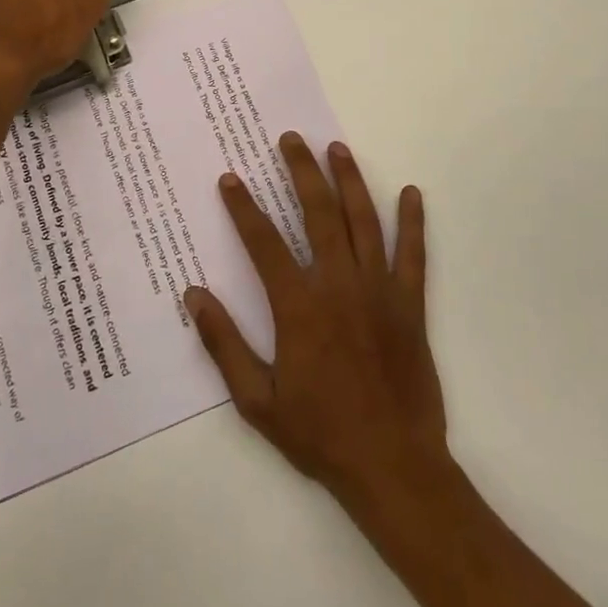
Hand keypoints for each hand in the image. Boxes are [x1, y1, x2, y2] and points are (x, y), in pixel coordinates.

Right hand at [184, 133, 447, 512]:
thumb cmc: (319, 433)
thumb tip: (194, 295)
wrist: (392, 467)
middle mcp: (339, 286)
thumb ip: (224, 344)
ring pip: (363, 222)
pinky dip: (412, 222)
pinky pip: (413, 255)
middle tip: (291, 139)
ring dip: (349, 181)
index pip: (264, 243)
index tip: (230, 179)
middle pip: (318, 214)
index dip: (244, 207)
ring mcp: (379, 291)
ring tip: (337, 149)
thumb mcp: (257, 401)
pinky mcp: (410, 305)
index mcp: (299, 307)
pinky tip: (411, 193)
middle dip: (302, 171)